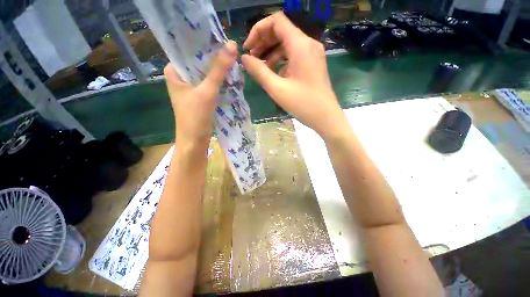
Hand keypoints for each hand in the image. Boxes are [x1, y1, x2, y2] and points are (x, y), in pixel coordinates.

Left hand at [164, 41, 237, 145]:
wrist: (194, 141)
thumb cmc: (195, 116)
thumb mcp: (207, 91)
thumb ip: (219, 69)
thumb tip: (232, 45)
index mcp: (174, 71)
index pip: (188, 50)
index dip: (205, 43)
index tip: (221, 38)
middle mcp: (181, 78)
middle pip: (199, 62)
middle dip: (214, 58)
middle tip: (231, 50)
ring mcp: (191, 88)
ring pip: (206, 74)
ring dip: (218, 70)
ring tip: (233, 61)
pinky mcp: (200, 97)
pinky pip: (210, 85)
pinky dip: (219, 82)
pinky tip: (230, 77)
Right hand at [242, 12, 345, 138]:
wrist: (325, 117)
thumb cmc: (302, 104)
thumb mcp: (277, 88)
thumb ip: (259, 71)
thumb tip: (244, 58)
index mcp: (300, 45)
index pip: (276, 21)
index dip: (258, 30)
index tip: (248, 48)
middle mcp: (308, 44)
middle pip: (282, 31)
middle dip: (263, 42)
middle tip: (252, 58)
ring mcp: (313, 54)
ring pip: (288, 44)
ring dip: (272, 52)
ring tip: (261, 67)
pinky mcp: (313, 64)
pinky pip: (294, 55)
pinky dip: (282, 61)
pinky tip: (275, 74)